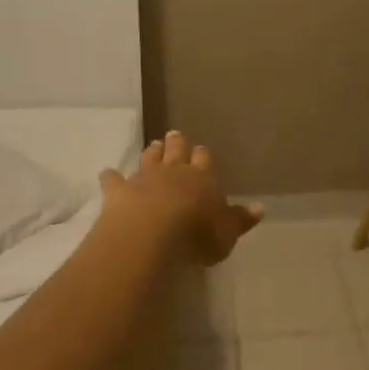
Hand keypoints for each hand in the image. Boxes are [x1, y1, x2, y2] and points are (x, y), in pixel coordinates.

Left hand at [99, 131, 263, 265]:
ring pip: (149, 159)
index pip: (205, 160)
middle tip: (175, 134)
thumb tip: (260, 207)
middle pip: (176, 152)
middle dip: (177, 144)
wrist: (151, 234)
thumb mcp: (227, 233)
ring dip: (152, 152)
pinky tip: (108, 174)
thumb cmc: (196, 235)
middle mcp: (174, 172)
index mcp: (203, 178)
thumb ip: (241, 219)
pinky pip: (114, 180)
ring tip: (153, 145)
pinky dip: (111, 177)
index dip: (203, 155)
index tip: (201, 149)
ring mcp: (144, 178)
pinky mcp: (119, 191)